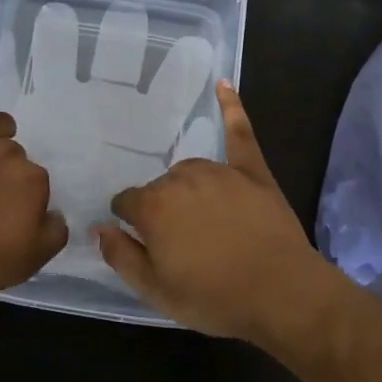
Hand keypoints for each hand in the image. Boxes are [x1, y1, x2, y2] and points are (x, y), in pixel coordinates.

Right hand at [98, 83, 341, 342]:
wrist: (282, 294)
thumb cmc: (215, 297)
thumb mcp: (156, 291)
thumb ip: (121, 256)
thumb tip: (99, 228)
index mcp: (154, 207)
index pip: (126, 202)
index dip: (130, 222)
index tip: (141, 240)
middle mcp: (182, 179)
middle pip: (159, 188)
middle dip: (162, 210)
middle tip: (181, 243)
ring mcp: (219, 171)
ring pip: (189, 171)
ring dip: (187, 188)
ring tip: (202, 220)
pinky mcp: (252, 171)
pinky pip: (239, 133)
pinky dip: (231, 107)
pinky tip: (224, 84)